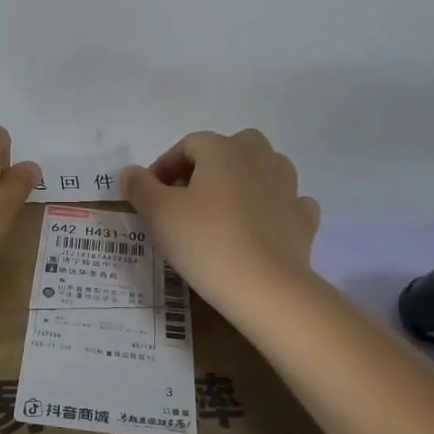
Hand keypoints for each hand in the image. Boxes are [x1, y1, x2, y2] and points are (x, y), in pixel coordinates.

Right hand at [119, 129, 320, 314]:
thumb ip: (140, 186)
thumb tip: (130, 172)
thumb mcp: (158, 213)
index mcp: (222, 150)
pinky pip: (286, 202)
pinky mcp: (303, 219)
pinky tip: (258, 228)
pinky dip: (272, 208)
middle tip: (187, 198)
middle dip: (207, 167)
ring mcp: (287, 188)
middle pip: (230, 148)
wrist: (266, 289)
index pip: (188, 145)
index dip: (165, 166)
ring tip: (221, 211)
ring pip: (262, 169)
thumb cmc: (206, 242)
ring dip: (242, 181)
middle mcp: (259, 158)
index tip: (150, 195)